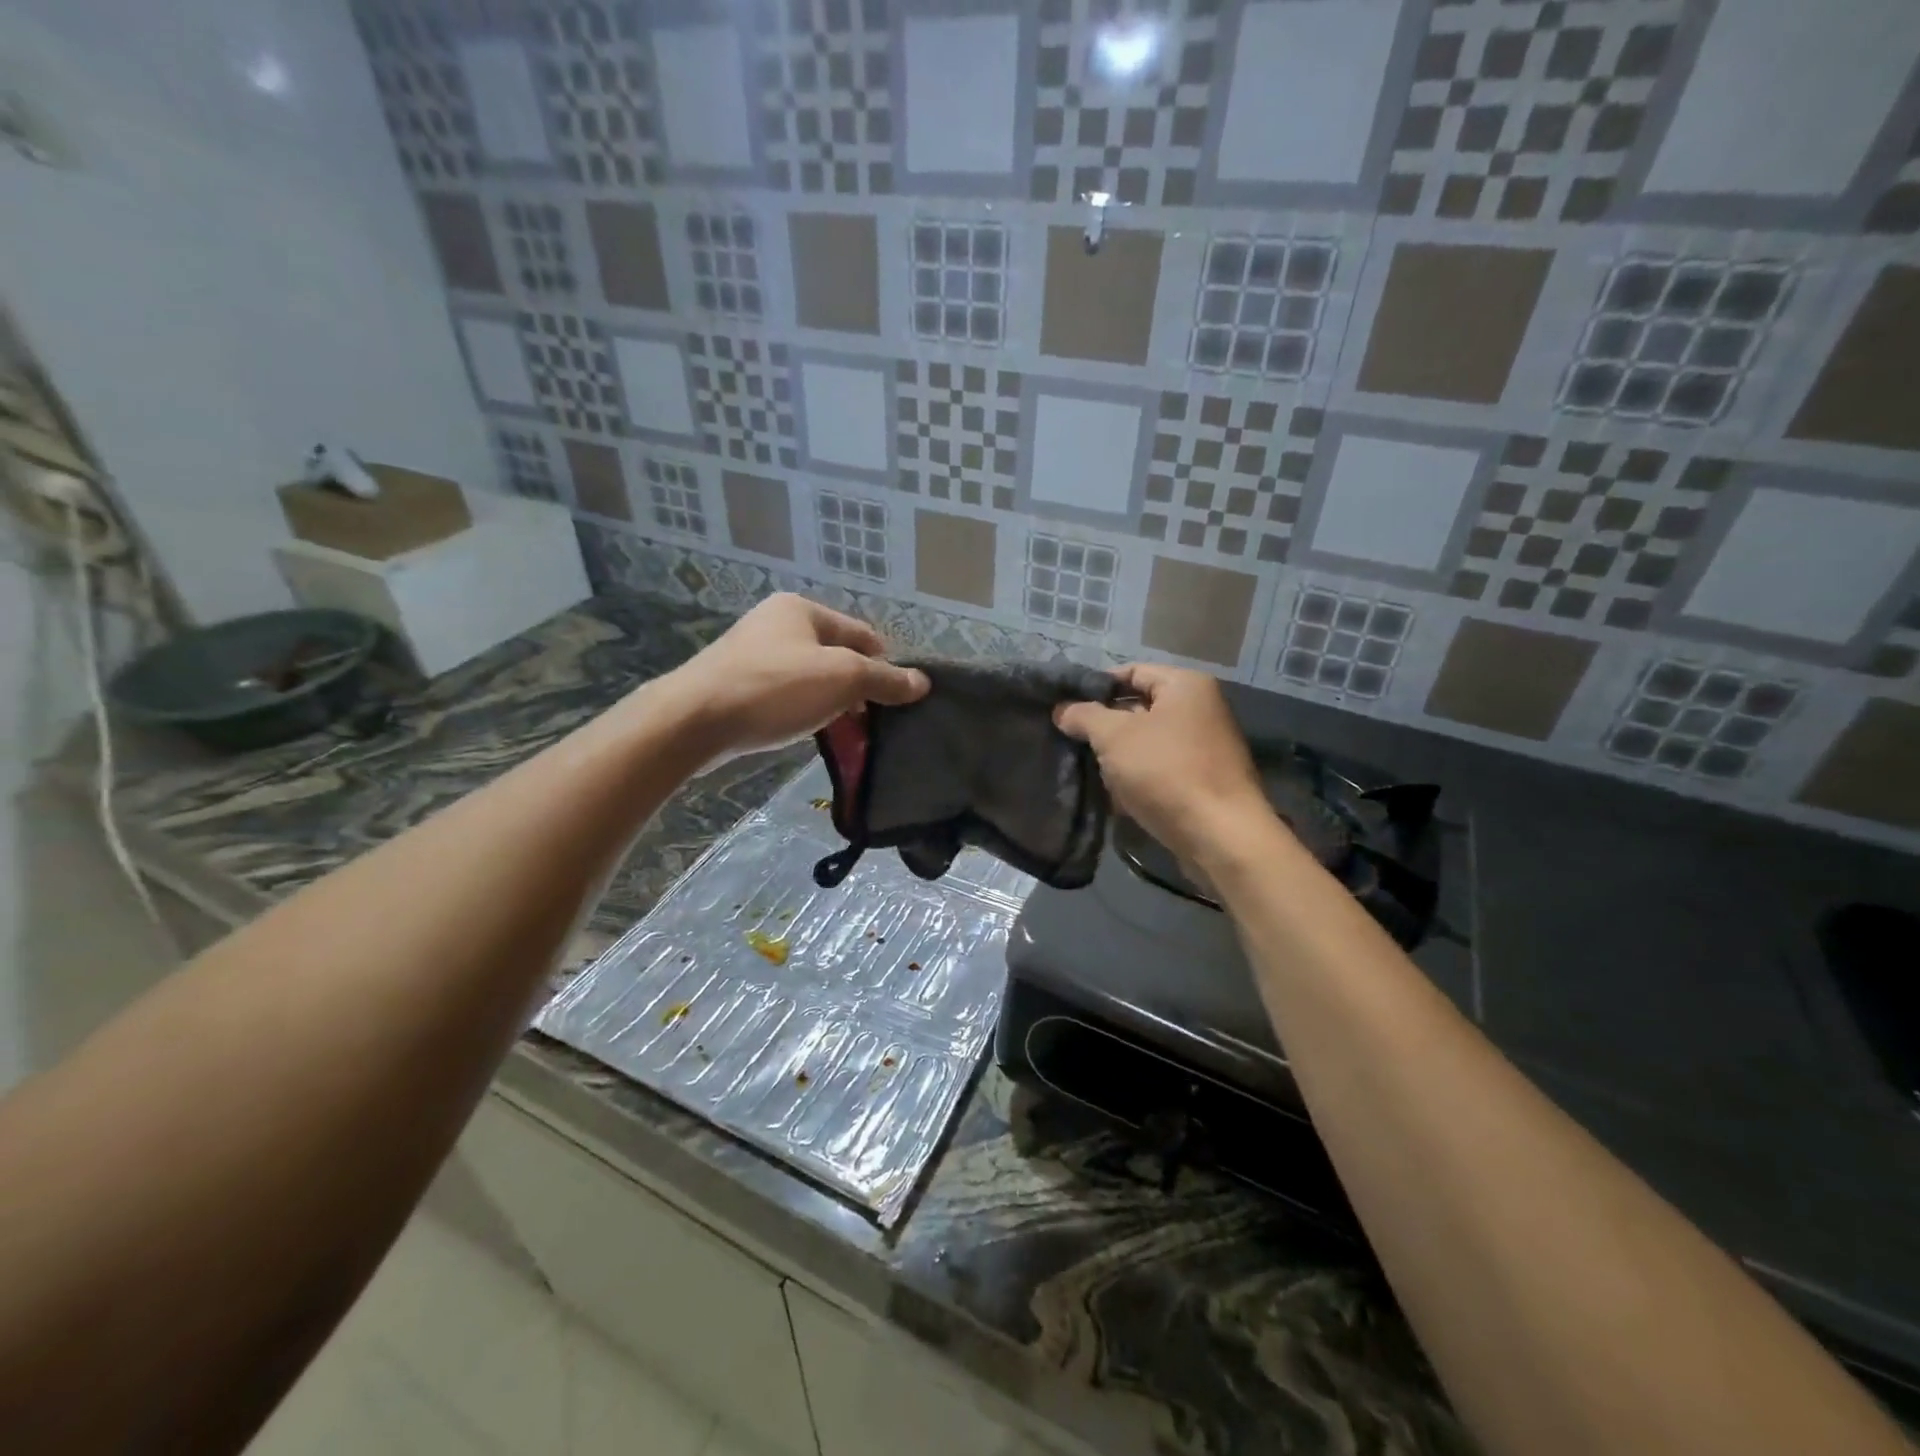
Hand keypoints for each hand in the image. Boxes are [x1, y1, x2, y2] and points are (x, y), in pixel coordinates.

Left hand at [662, 594, 928, 758]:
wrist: (694, 720)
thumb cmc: (775, 688)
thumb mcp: (842, 679)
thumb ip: (885, 679)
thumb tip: (922, 682)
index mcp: (801, 610)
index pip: (861, 633)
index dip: (885, 663)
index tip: (898, 698)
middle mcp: (776, 624)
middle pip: (835, 655)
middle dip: (857, 687)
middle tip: (875, 720)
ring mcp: (752, 654)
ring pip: (810, 678)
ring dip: (831, 702)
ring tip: (847, 732)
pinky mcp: (736, 685)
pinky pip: (784, 695)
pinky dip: (803, 711)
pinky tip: (810, 733)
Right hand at [1054, 663, 1269, 863]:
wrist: (1220, 835)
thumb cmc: (1166, 771)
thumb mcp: (1114, 736)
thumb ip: (1084, 716)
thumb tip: (1062, 710)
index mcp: (1185, 686)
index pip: (1131, 672)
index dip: (1095, 687)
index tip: (1066, 707)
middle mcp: (1201, 709)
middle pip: (1139, 708)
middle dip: (1104, 726)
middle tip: (1072, 741)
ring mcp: (1205, 747)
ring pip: (1147, 743)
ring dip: (1119, 757)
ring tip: (1089, 770)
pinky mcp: (1203, 781)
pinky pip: (1160, 769)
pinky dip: (1138, 778)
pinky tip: (1115, 796)